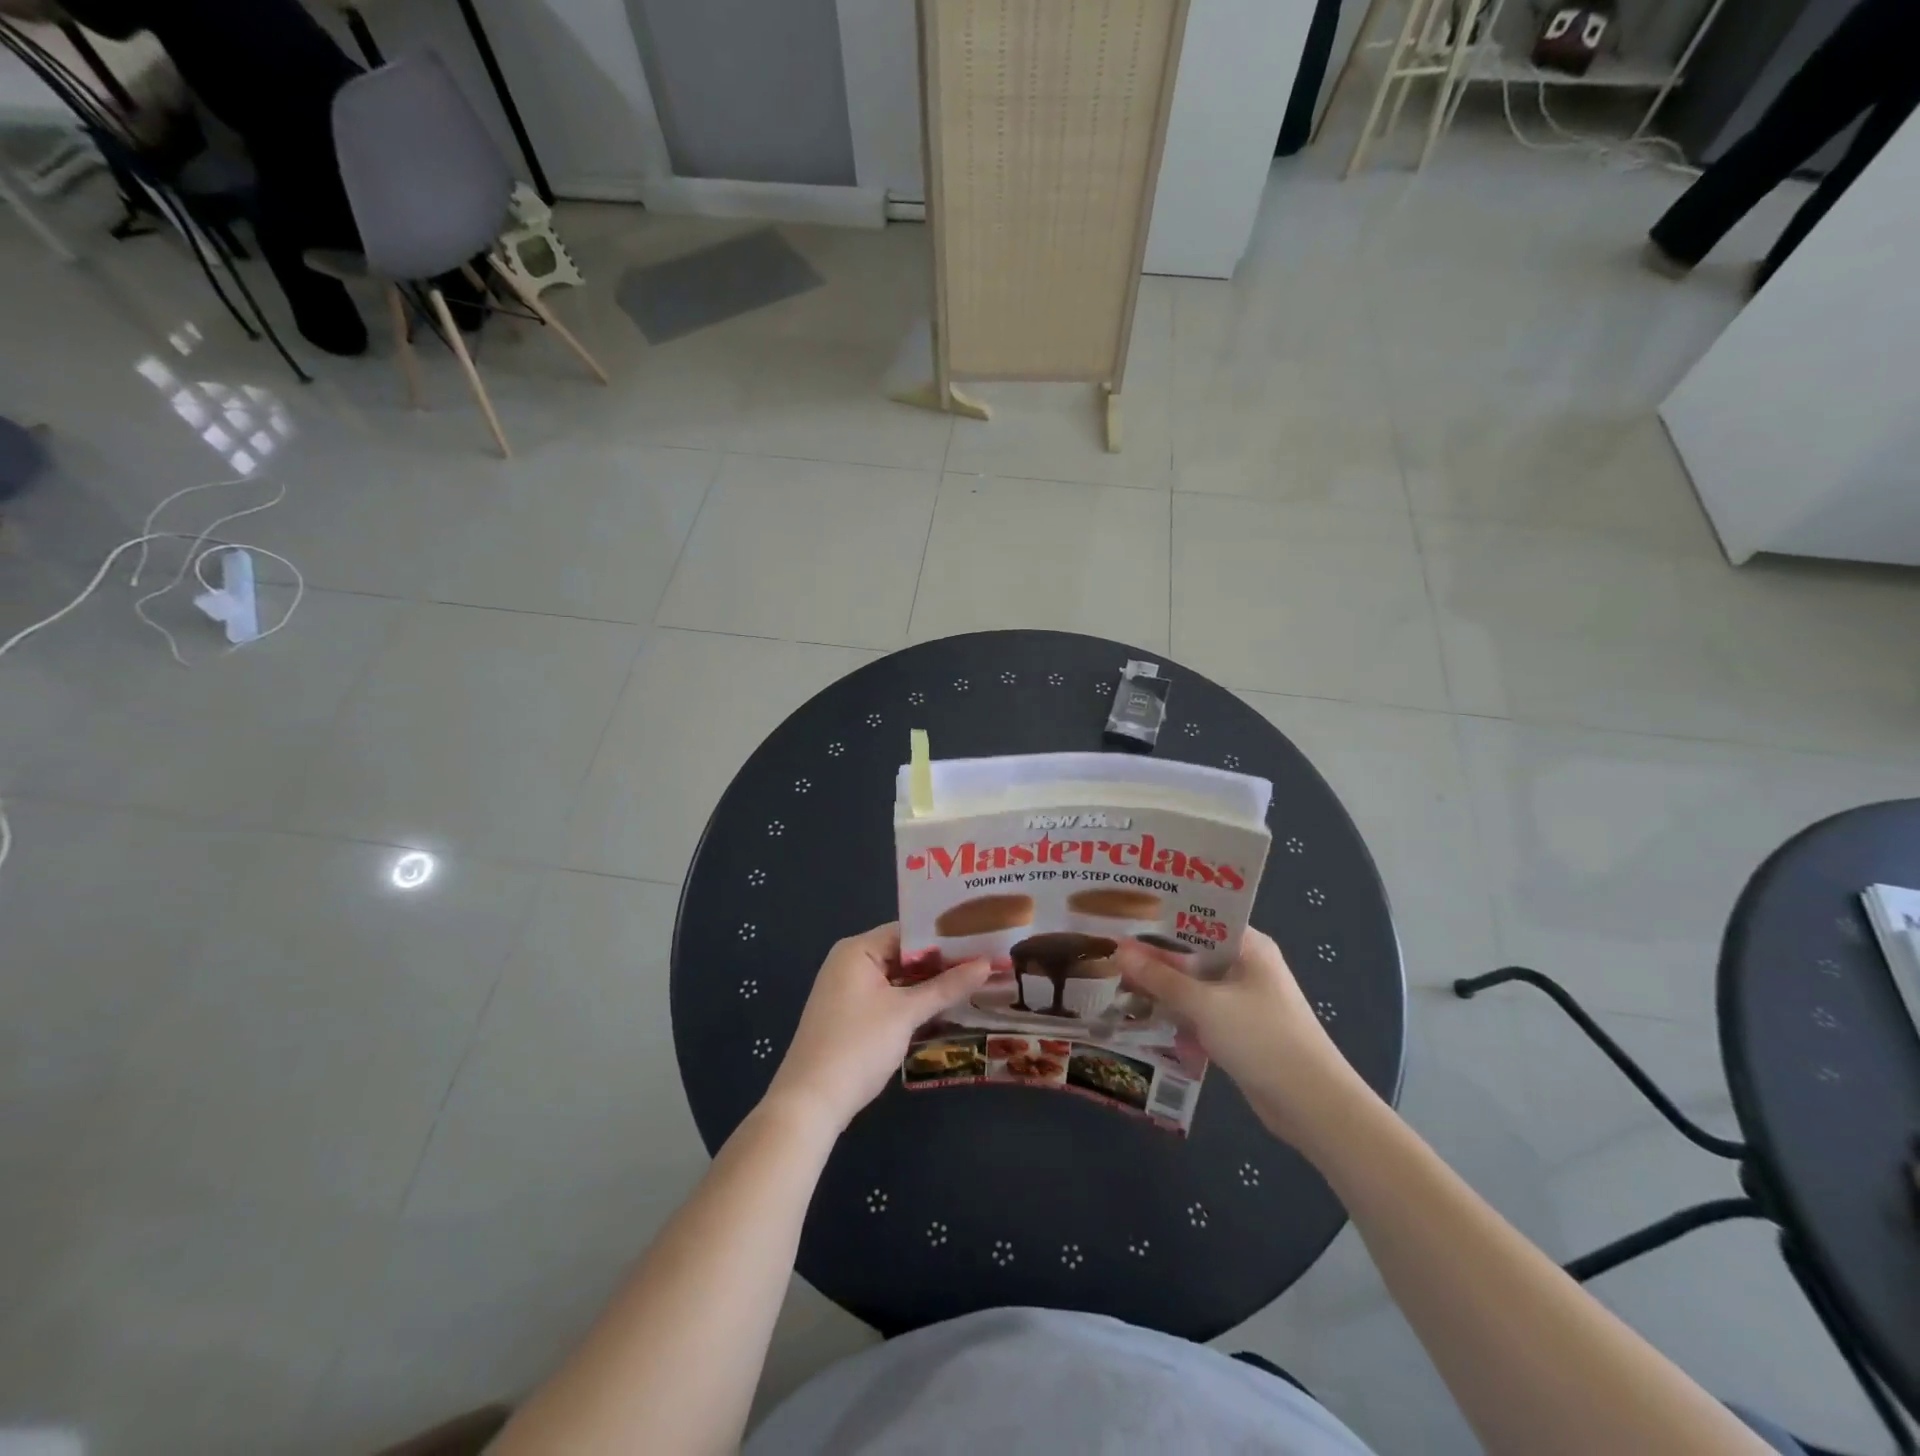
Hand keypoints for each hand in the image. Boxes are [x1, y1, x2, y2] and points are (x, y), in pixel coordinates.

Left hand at [764, 923, 991, 1134]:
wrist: (810, 1103)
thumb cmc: (858, 1046)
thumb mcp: (906, 1013)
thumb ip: (946, 987)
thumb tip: (987, 964)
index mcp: (857, 950)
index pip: (909, 931)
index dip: (945, 937)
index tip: (981, 940)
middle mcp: (850, 963)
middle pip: (904, 954)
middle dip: (942, 963)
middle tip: (986, 962)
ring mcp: (849, 991)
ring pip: (899, 979)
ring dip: (930, 984)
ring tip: (975, 982)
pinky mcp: (851, 1016)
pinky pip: (890, 998)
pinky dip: (913, 1002)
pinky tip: (945, 1008)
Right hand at [1117, 928, 1375, 1152]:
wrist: (1312, 1106)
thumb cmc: (1263, 1040)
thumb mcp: (1205, 1005)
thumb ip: (1161, 978)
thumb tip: (1119, 949)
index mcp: (1248, 946)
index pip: (1198, 918)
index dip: (1161, 917)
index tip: (1122, 916)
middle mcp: (1245, 965)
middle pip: (1192, 952)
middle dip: (1155, 956)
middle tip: (1110, 950)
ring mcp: (1242, 998)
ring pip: (1192, 983)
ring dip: (1163, 987)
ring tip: (1117, 981)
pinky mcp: (1237, 1028)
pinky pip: (1199, 1011)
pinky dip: (1177, 1013)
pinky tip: (1145, 1014)